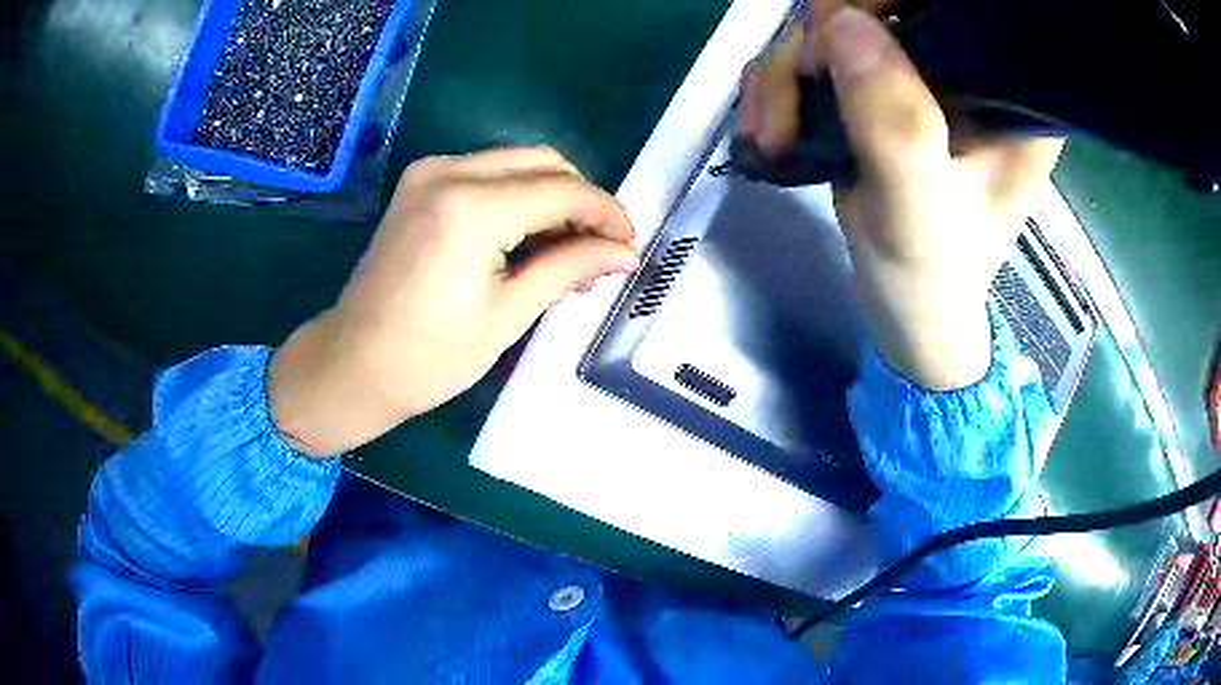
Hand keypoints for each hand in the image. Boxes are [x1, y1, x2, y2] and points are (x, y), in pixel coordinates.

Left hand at [268, 147, 638, 456]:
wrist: (354, 364)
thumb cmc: (429, 357)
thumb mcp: (508, 315)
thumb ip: (569, 268)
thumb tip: (623, 253)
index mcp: (471, 208)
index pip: (562, 190)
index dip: (605, 213)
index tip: (628, 243)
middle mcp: (448, 172)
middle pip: (542, 163)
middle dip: (580, 201)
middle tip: (599, 249)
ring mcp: (428, 173)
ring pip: (516, 163)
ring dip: (550, 197)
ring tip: (567, 250)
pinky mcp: (419, 184)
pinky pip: (486, 173)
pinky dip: (517, 197)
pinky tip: (528, 237)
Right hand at [739, 1, 1062, 388]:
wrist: (907, 312)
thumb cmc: (930, 279)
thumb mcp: (917, 214)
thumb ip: (894, 125)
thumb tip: (844, 22)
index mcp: (1009, 100)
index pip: (957, 11)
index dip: (891, 4)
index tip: (841, 37)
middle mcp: (968, 75)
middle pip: (884, 8)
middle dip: (821, 41)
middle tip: (794, 94)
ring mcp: (920, 79)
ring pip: (836, 28)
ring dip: (786, 74)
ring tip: (769, 134)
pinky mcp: (880, 91)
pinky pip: (817, 56)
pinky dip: (779, 86)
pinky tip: (767, 128)